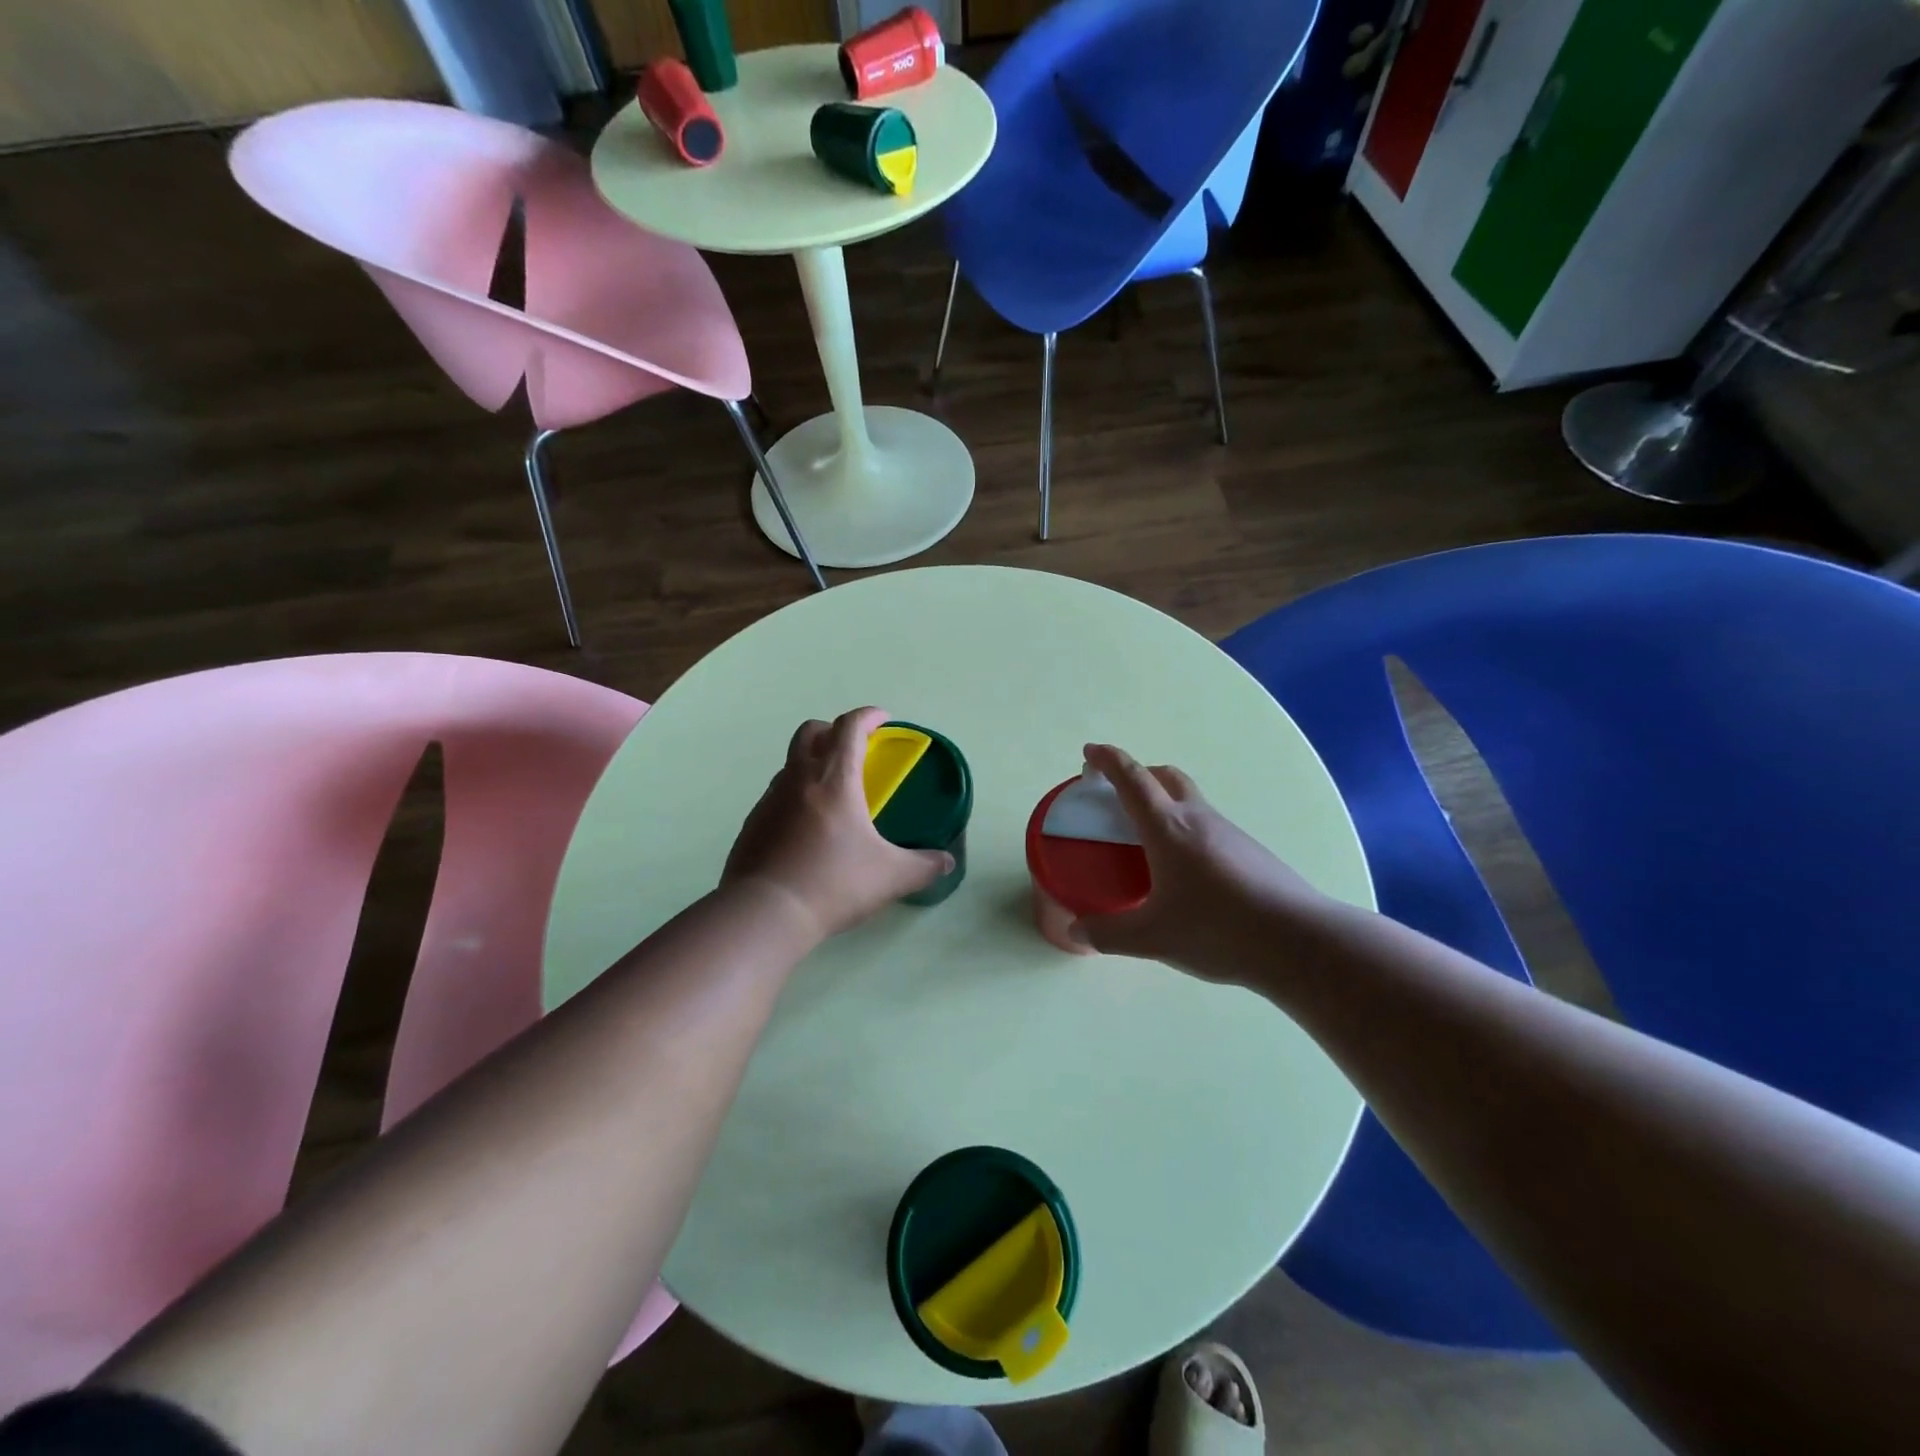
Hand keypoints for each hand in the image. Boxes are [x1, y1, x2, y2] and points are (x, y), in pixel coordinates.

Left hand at [724, 707, 952, 942]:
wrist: (765, 913)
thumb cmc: (833, 884)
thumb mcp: (891, 877)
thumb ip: (923, 866)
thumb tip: (946, 862)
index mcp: (834, 779)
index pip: (849, 727)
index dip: (868, 716)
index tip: (883, 719)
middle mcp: (798, 779)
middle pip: (810, 732)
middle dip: (833, 731)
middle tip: (854, 750)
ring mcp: (769, 800)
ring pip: (790, 764)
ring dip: (811, 765)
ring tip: (832, 795)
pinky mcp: (752, 824)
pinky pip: (776, 797)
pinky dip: (794, 798)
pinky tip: (806, 830)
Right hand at [1072, 743, 1334, 985]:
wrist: (1299, 941)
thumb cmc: (1217, 928)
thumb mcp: (1153, 937)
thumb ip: (1108, 933)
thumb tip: (1075, 932)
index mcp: (1167, 827)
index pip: (1132, 779)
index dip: (1108, 760)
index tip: (1090, 752)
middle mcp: (1198, 819)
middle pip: (1167, 777)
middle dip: (1139, 774)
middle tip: (1119, 793)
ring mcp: (1229, 834)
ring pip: (1191, 802)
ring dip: (1166, 804)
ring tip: (1149, 841)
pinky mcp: (1251, 853)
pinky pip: (1209, 827)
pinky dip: (1186, 831)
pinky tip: (1186, 872)